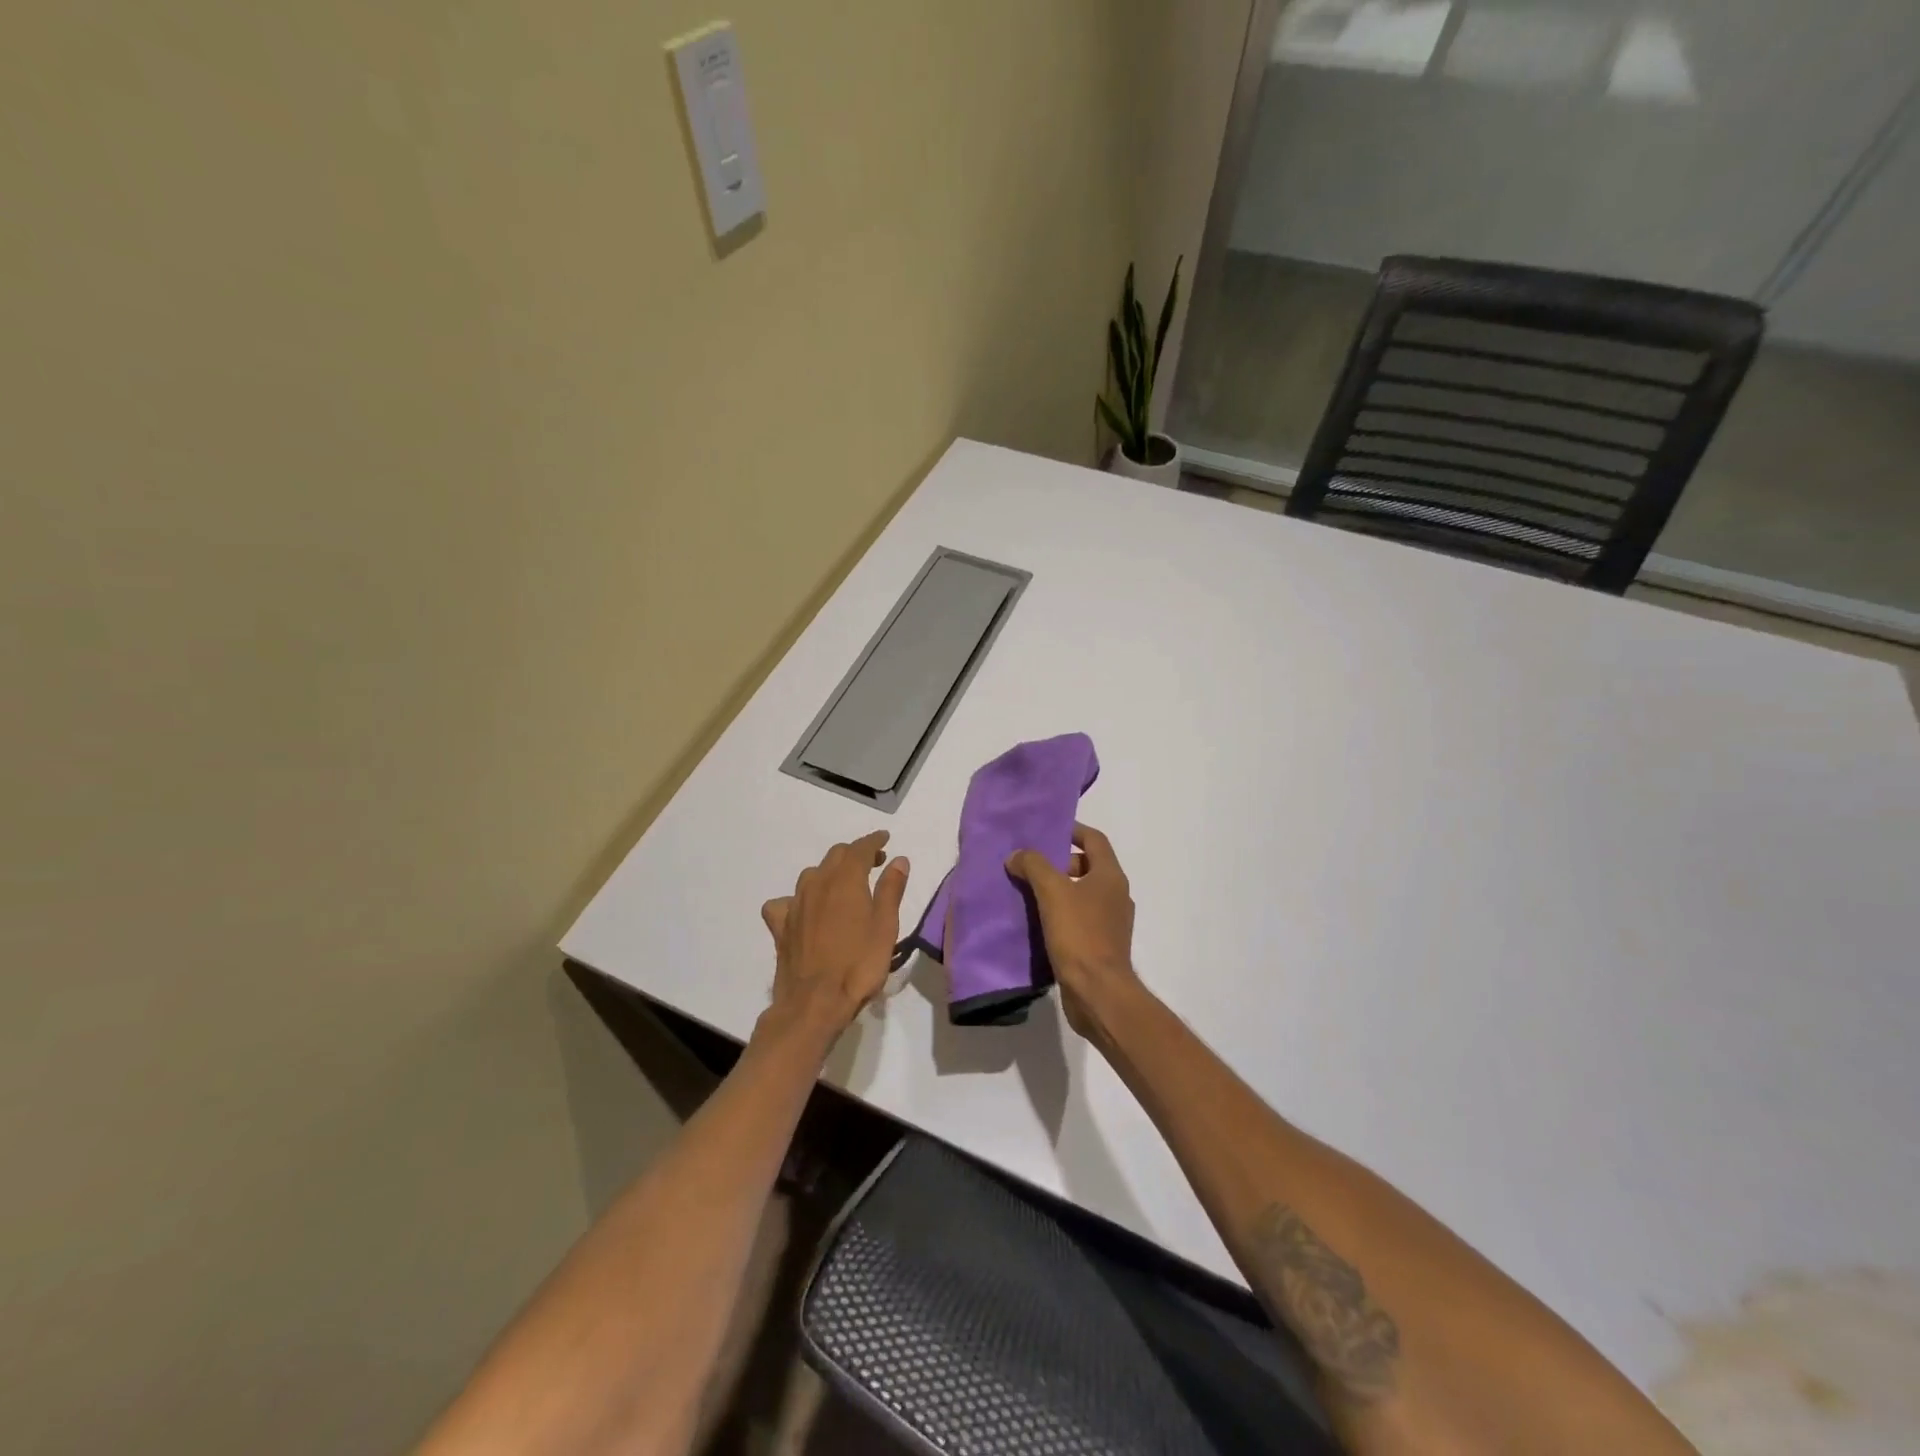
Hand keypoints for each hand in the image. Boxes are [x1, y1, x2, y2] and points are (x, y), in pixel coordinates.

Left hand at [760, 831, 909, 1041]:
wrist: (815, 1003)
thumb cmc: (859, 964)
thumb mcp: (885, 926)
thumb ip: (891, 889)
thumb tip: (898, 860)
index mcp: (845, 880)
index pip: (859, 848)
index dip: (873, 841)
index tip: (885, 839)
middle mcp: (816, 883)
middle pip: (835, 856)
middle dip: (855, 854)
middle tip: (873, 863)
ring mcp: (794, 904)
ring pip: (811, 875)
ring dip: (829, 873)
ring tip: (843, 886)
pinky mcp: (780, 926)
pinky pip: (785, 902)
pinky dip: (798, 900)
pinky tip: (804, 912)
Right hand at [1006, 823, 1142, 1040]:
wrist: (1098, 992)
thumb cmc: (1080, 934)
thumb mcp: (1052, 892)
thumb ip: (1033, 866)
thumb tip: (1016, 855)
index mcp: (1110, 876)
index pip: (1094, 840)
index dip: (1073, 830)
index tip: (1048, 830)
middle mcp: (1116, 895)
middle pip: (1088, 866)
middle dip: (1060, 863)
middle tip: (1031, 866)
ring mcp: (1111, 923)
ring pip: (1082, 895)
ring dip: (1058, 890)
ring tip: (1028, 893)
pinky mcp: (1101, 946)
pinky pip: (1079, 920)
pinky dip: (1060, 915)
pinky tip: (1037, 923)